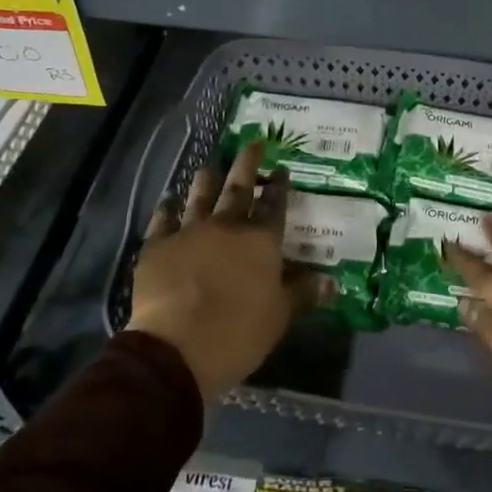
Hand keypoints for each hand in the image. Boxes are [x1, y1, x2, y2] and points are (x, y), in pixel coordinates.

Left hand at [128, 142, 316, 402]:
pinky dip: (166, 208)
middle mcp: (227, 226)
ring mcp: (190, 231)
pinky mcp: (158, 245)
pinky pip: (162, 219)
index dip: (279, 186)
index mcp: (261, 241)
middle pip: (239, 188)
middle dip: (248, 163)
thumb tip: (333, 283)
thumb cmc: (238, 333)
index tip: (282, 170)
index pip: (274, 206)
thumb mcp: (279, 317)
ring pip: (200, 195)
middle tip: (253, 143)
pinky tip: (168, 200)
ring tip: (209, 166)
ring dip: (206, 179)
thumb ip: (303, 295)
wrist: (177, 348)